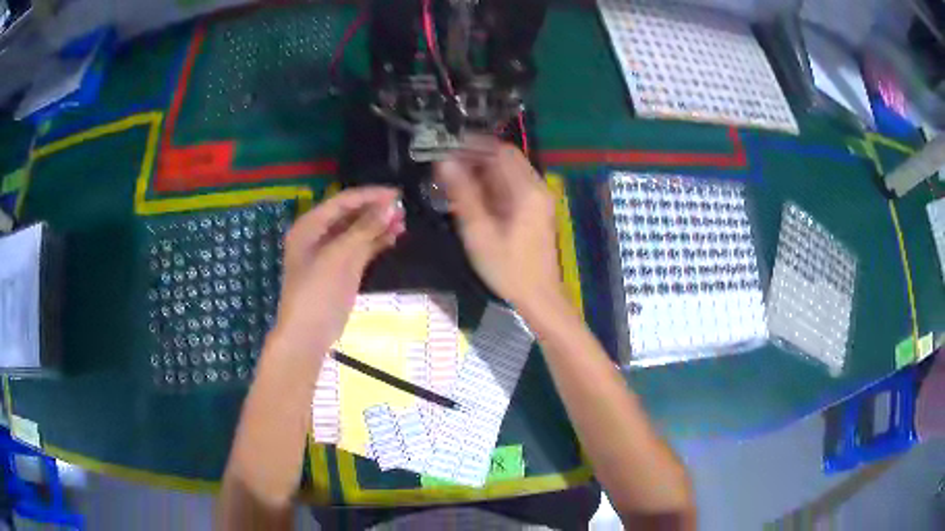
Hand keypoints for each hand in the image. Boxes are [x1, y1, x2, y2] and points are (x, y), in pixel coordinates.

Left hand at [272, 187, 404, 354]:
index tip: (397, 194)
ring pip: (358, 231)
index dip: (370, 195)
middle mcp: (320, 234)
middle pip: (351, 214)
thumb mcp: (339, 256)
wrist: (309, 334)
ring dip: (379, 226)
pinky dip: (376, 242)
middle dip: (376, 210)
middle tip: (404, 208)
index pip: (343, 201)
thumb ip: (364, 229)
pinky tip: (394, 238)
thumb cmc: (317, 291)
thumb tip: (391, 205)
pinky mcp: (343, 269)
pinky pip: (361, 249)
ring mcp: (332, 253)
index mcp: (310, 225)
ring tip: (404, 222)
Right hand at [434, 141, 561, 308]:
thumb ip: (462, 194)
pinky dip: (493, 186)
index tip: (448, 148)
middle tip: (448, 166)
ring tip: (454, 181)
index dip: (473, 146)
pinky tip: (473, 197)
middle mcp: (538, 188)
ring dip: (483, 172)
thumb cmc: (508, 268)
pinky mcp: (536, 210)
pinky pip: (513, 187)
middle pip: (506, 159)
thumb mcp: (479, 232)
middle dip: (476, 158)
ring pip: (509, 172)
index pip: (501, 151)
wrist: (539, 297)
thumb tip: (444, 162)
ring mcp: (539, 199)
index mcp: (527, 190)